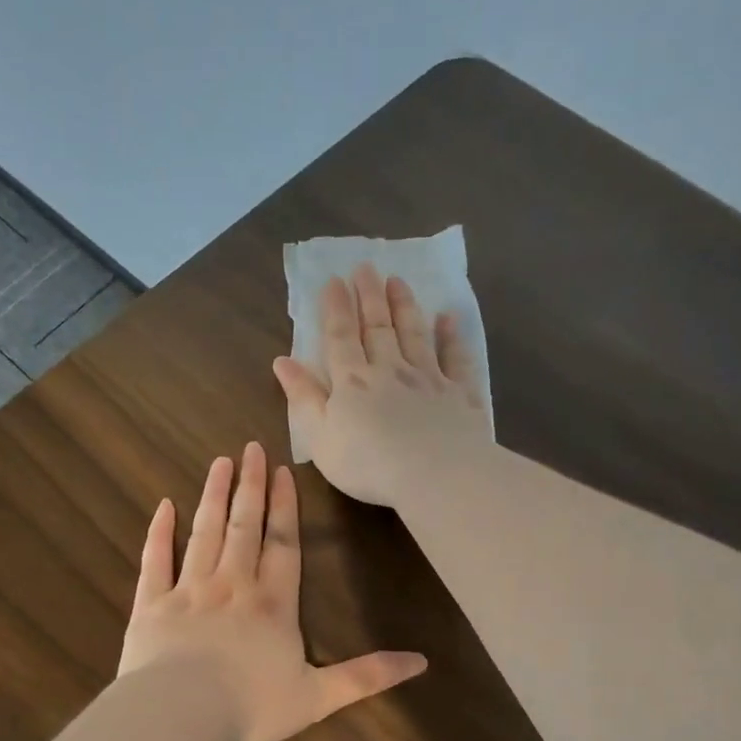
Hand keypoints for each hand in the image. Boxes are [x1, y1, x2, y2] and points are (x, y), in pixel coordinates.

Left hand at [117, 442, 426, 740]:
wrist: (178, 717)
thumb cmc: (250, 707)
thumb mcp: (318, 697)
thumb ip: (366, 676)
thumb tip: (421, 662)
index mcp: (273, 604)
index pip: (283, 544)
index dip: (285, 507)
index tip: (281, 471)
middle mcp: (232, 585)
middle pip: (244, 527)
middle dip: (250, 486)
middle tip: (249, 448)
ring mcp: (188, 590)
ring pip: (204, 532)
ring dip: (213, 496)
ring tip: (219, 463)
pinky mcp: (151, 604)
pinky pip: (155, 560)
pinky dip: (159, 532)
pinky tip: (164, 506)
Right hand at [272, 263, 489, 508]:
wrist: (435, 474)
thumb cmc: (367, 463)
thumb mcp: (320, 437)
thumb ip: (303, 397)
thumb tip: (282, 361)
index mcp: (352, 382)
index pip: (341, 337)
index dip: (336, 308)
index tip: (334, 280)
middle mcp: (389, 370)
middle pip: (377, 327)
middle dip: (369, 296)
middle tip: (366, 267)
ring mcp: (427, 378)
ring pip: (414, 334)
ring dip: (404, 306)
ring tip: (398, 280)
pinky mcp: (459, 393)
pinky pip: (455, 357)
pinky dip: (451, 336)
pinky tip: (449, 318)